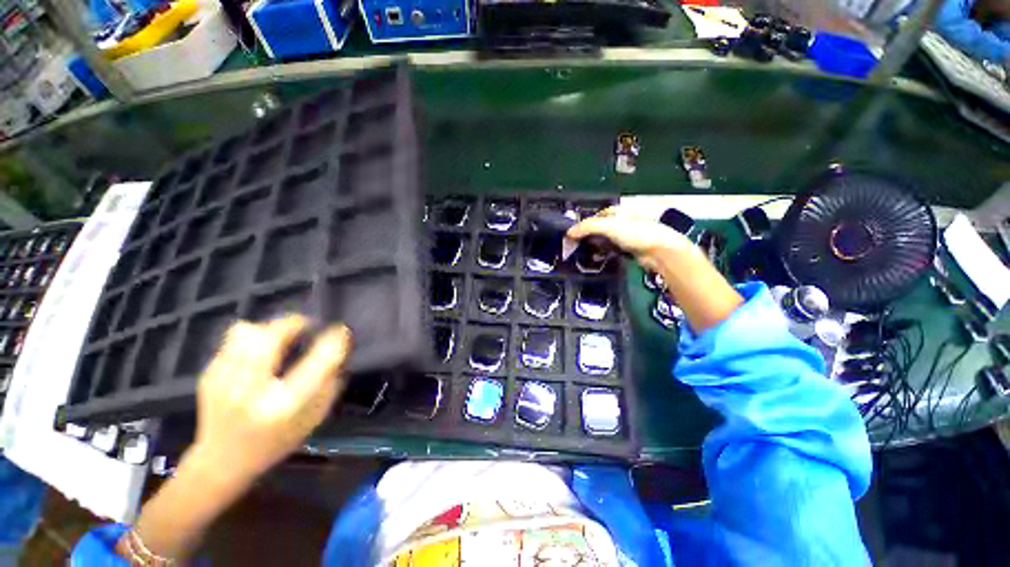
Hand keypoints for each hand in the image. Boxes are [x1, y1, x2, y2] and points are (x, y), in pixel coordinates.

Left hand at [189, 315, 352, 485]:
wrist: (221, 461)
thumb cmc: (276, 441)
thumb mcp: (314, 419)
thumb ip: (329, 383)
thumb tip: (338, 350)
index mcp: (284, 405)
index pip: (318, 362)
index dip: (334, 340)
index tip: (341, 331)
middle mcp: (251, 391)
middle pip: (272, 337)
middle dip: (296, 323)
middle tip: (307, 326)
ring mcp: (224, 381)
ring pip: (248, 332)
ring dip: (271, 329)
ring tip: (281, 338)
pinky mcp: (209, 374)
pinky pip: (233, 339)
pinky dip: (252, 338)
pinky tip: (259, 351)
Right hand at [570, 205, 741, 332]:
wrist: (659, 250)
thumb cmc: (635, 233)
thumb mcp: (608, 226)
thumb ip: (587, 227)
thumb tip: (568, 233)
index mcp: (618, 211)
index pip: (595, 216)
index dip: (583, 225)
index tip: (573, 236)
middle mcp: (622, 221)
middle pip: (599, 228)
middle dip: (589, 236)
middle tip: (577, 246)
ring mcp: (627, 234)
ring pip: (605, 239)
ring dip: (596, 245)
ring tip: (586, 253)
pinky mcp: (631, 247)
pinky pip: (612, 248)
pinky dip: (605, 252)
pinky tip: (600, 257)